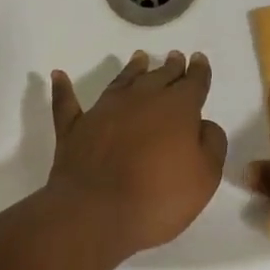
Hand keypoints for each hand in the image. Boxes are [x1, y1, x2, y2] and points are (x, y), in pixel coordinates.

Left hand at [47, 50, 227, 256]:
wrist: (97, 212)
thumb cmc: (159, 197)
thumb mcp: (205, 177)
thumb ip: (211, 144)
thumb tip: (204, 124)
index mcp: (176, 108)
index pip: (192, 83)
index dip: (198, 71)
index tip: (199, 59)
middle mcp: (140, 99)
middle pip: (158, 77)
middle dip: (169, 67)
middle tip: (174, 57)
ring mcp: (103, 111)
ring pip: (121, 82)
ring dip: (131, 69)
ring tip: (139, 58)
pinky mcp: (74, 128)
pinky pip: (67, 102)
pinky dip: (62, 88)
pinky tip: (58, 76)